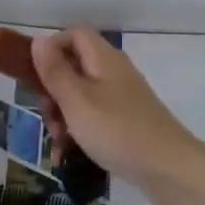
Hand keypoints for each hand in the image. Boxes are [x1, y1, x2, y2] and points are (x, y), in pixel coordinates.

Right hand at [30, 27, 204, 204]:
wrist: (170, 170)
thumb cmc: (117, 130)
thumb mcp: (77, 100)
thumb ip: (55, 71)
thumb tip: (39, 40)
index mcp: (103, 59)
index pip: (74, 34)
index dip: (51, 48)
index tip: (34, 75)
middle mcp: (114, 73)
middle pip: (74, 68)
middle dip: (53, 92)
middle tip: (47, 117)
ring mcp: (122, 100)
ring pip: (81, 98)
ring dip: (63, 118)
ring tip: (58, 145)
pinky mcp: (127, 124)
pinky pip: (94, 120)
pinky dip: (79, 134)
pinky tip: (68, 158)